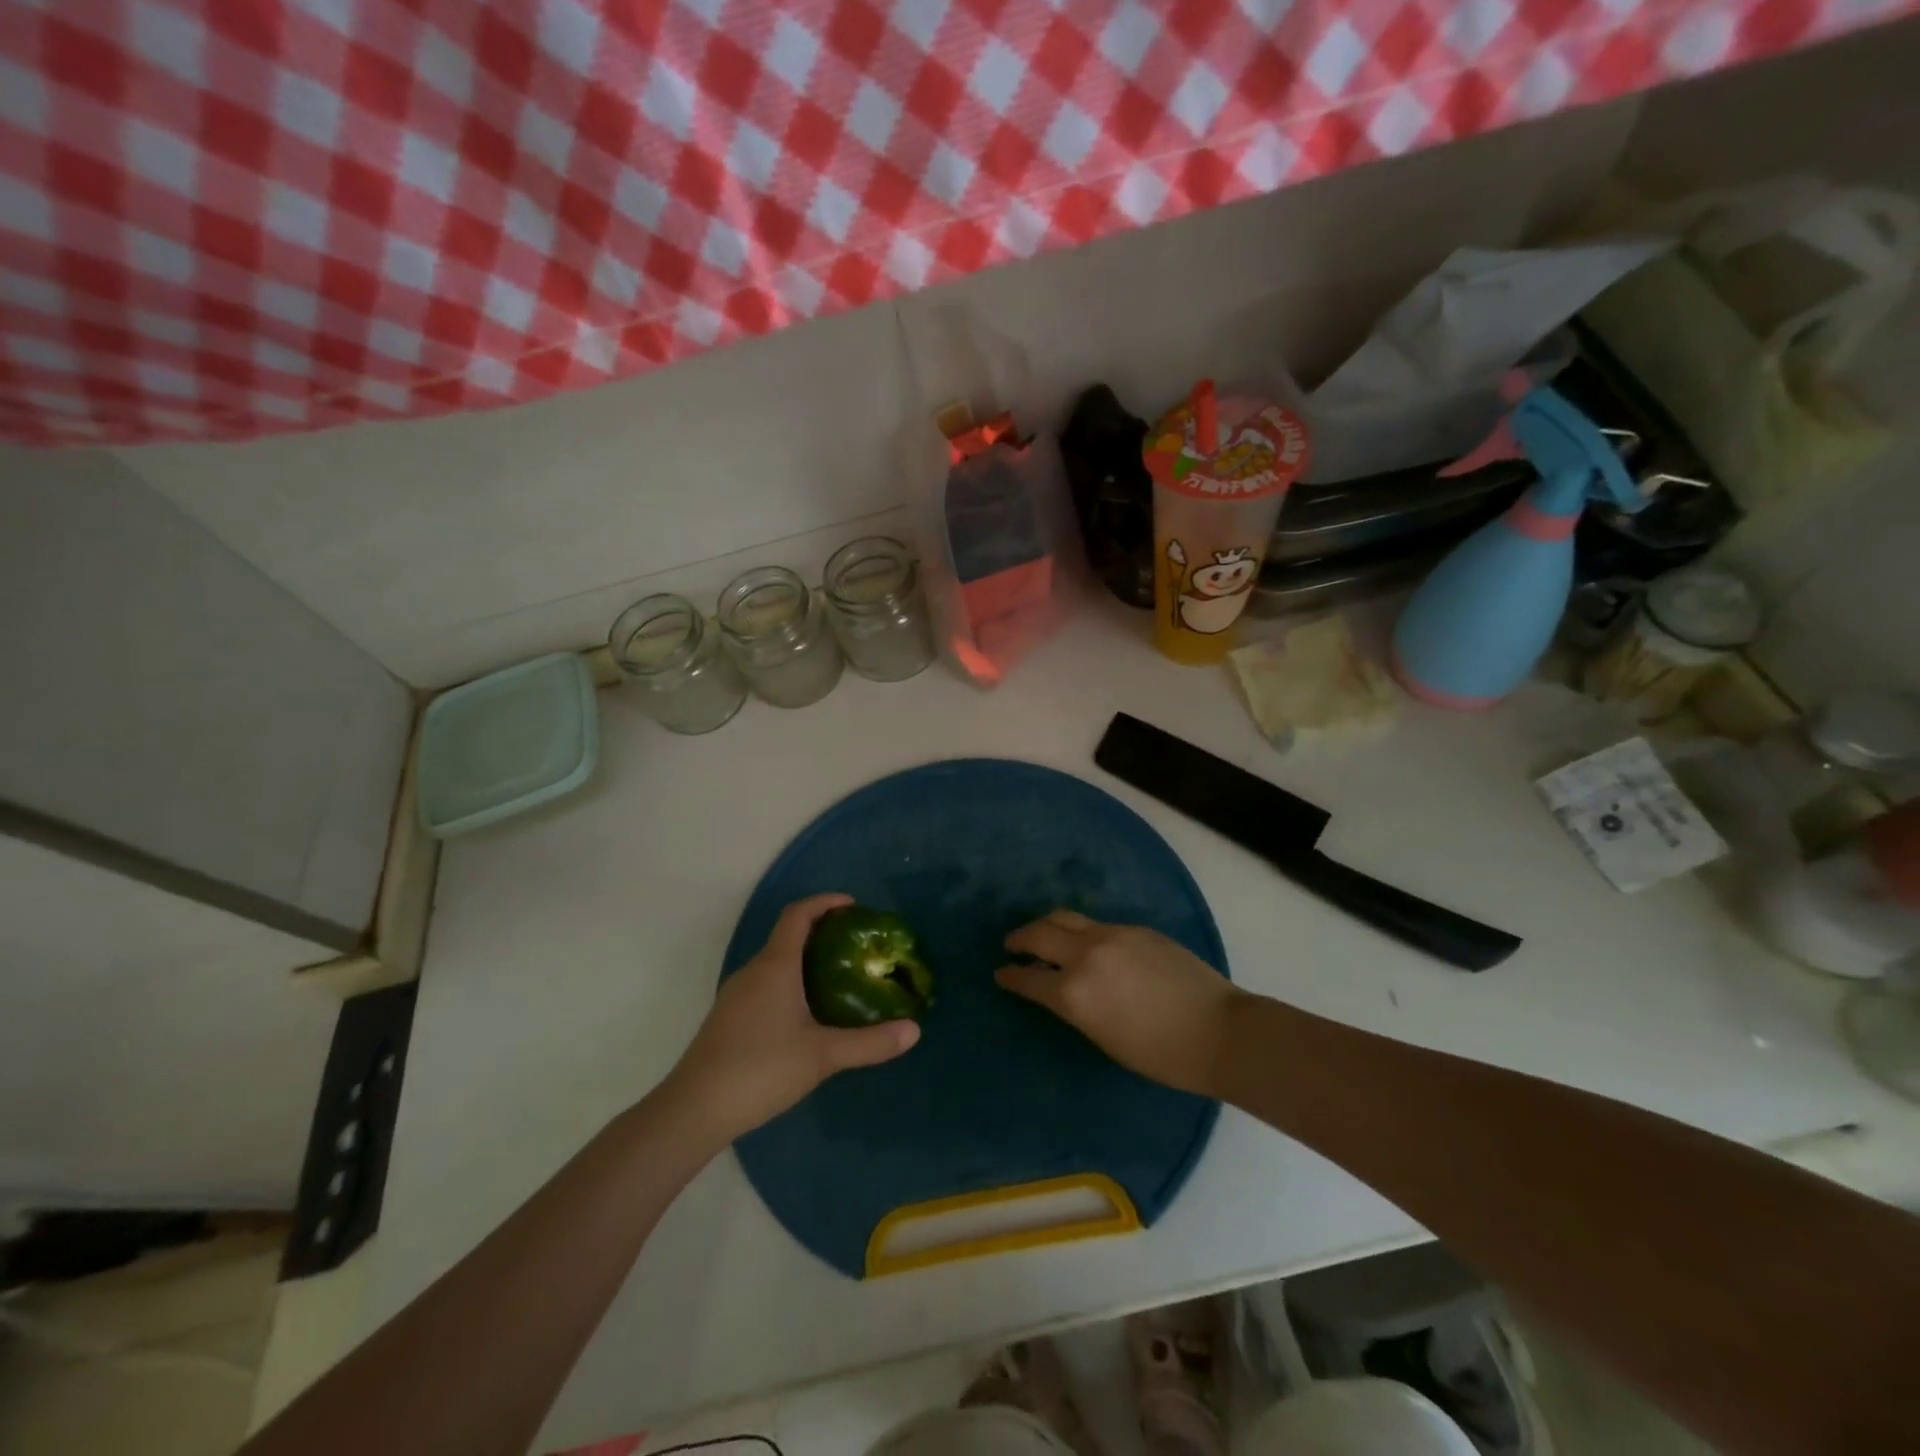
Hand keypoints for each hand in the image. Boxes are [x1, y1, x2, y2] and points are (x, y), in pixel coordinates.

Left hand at [666, 894, 919, 1140]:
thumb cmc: (760, 1069)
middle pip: (788, 935)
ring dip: (806, 959)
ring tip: (839, 977)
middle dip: (822, 932)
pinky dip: (791, 981)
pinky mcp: (729, 1017)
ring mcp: (737, 994)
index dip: (825, 902)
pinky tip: (807, 1013)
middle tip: (857, 946)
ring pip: (776, 962)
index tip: (854, 906)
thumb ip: (870, 1042)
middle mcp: (754, 970)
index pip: (799, 914)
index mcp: (776, 965)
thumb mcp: (822, 1055)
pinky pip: (766, 983)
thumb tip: (915, 1030)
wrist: (694, 1110)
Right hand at [996, 910, 1241, 1096]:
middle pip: (1039, 934)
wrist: (1218, 1030)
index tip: (1000, 973)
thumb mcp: (1103, 1037)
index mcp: (1074, 994)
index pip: (1028, 979)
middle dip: (1020, 938)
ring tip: (1040, 933)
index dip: (1011, 977)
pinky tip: (1084, 942)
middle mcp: (1085, 955)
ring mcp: (1112, 935)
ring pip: (1065, 918)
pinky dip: (1079, 931)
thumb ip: (1075, 1006)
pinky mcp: (1135, 928)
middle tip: (1012, 944)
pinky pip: (1096, 924)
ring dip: (1046, 925)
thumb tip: (1060, 988)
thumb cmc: (1160, 1054)